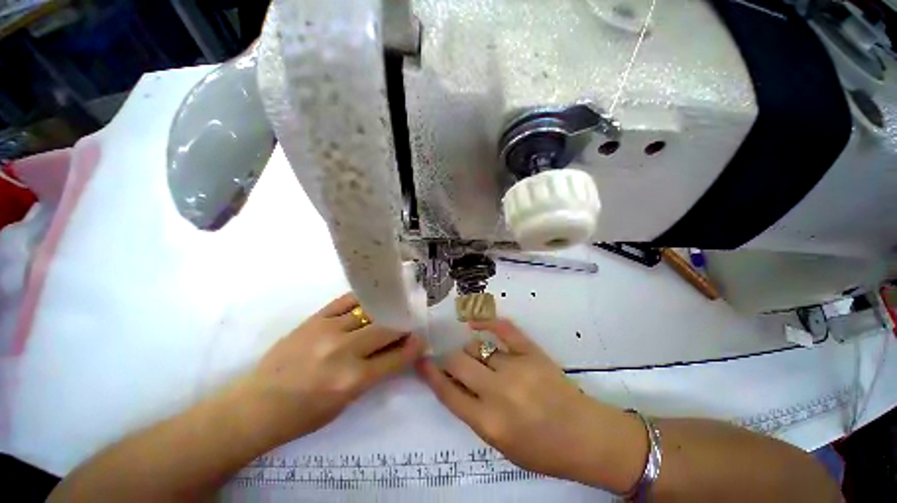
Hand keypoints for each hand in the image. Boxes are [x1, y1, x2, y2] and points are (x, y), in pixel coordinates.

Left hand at [238, 293, 424, 446]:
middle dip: (402, 326)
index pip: (395, 357)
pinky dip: (361, 300)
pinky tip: (369, 301)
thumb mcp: (345, 402)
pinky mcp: (314, 319)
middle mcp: (343, 351)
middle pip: (386, 329)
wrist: (256, 405)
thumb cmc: (302, 415)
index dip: (413, 347)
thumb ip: (373, 374)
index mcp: (352, 380)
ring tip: (392, 310)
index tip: (422, 339)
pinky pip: (345, 301)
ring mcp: (327, 330)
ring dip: (385, 312)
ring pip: (369, 312)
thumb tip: (395, 353)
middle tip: (408, 325)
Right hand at [415, 319, 646, 492]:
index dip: (430, 374)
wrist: (586, 437)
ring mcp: (516, 368)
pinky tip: (475, 322)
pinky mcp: (532, 352)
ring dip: (471, 350)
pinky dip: (486, 321)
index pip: (448, 392)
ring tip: (477, 356)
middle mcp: (498, 392)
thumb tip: (453, 383)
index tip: (421, 361)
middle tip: (453, 362)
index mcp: (488, 422)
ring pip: (477, 346)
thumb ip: (474, 413)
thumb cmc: (542, 450)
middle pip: (458, 362)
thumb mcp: (500, 446)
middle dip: (449, 360)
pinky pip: (504, 329)